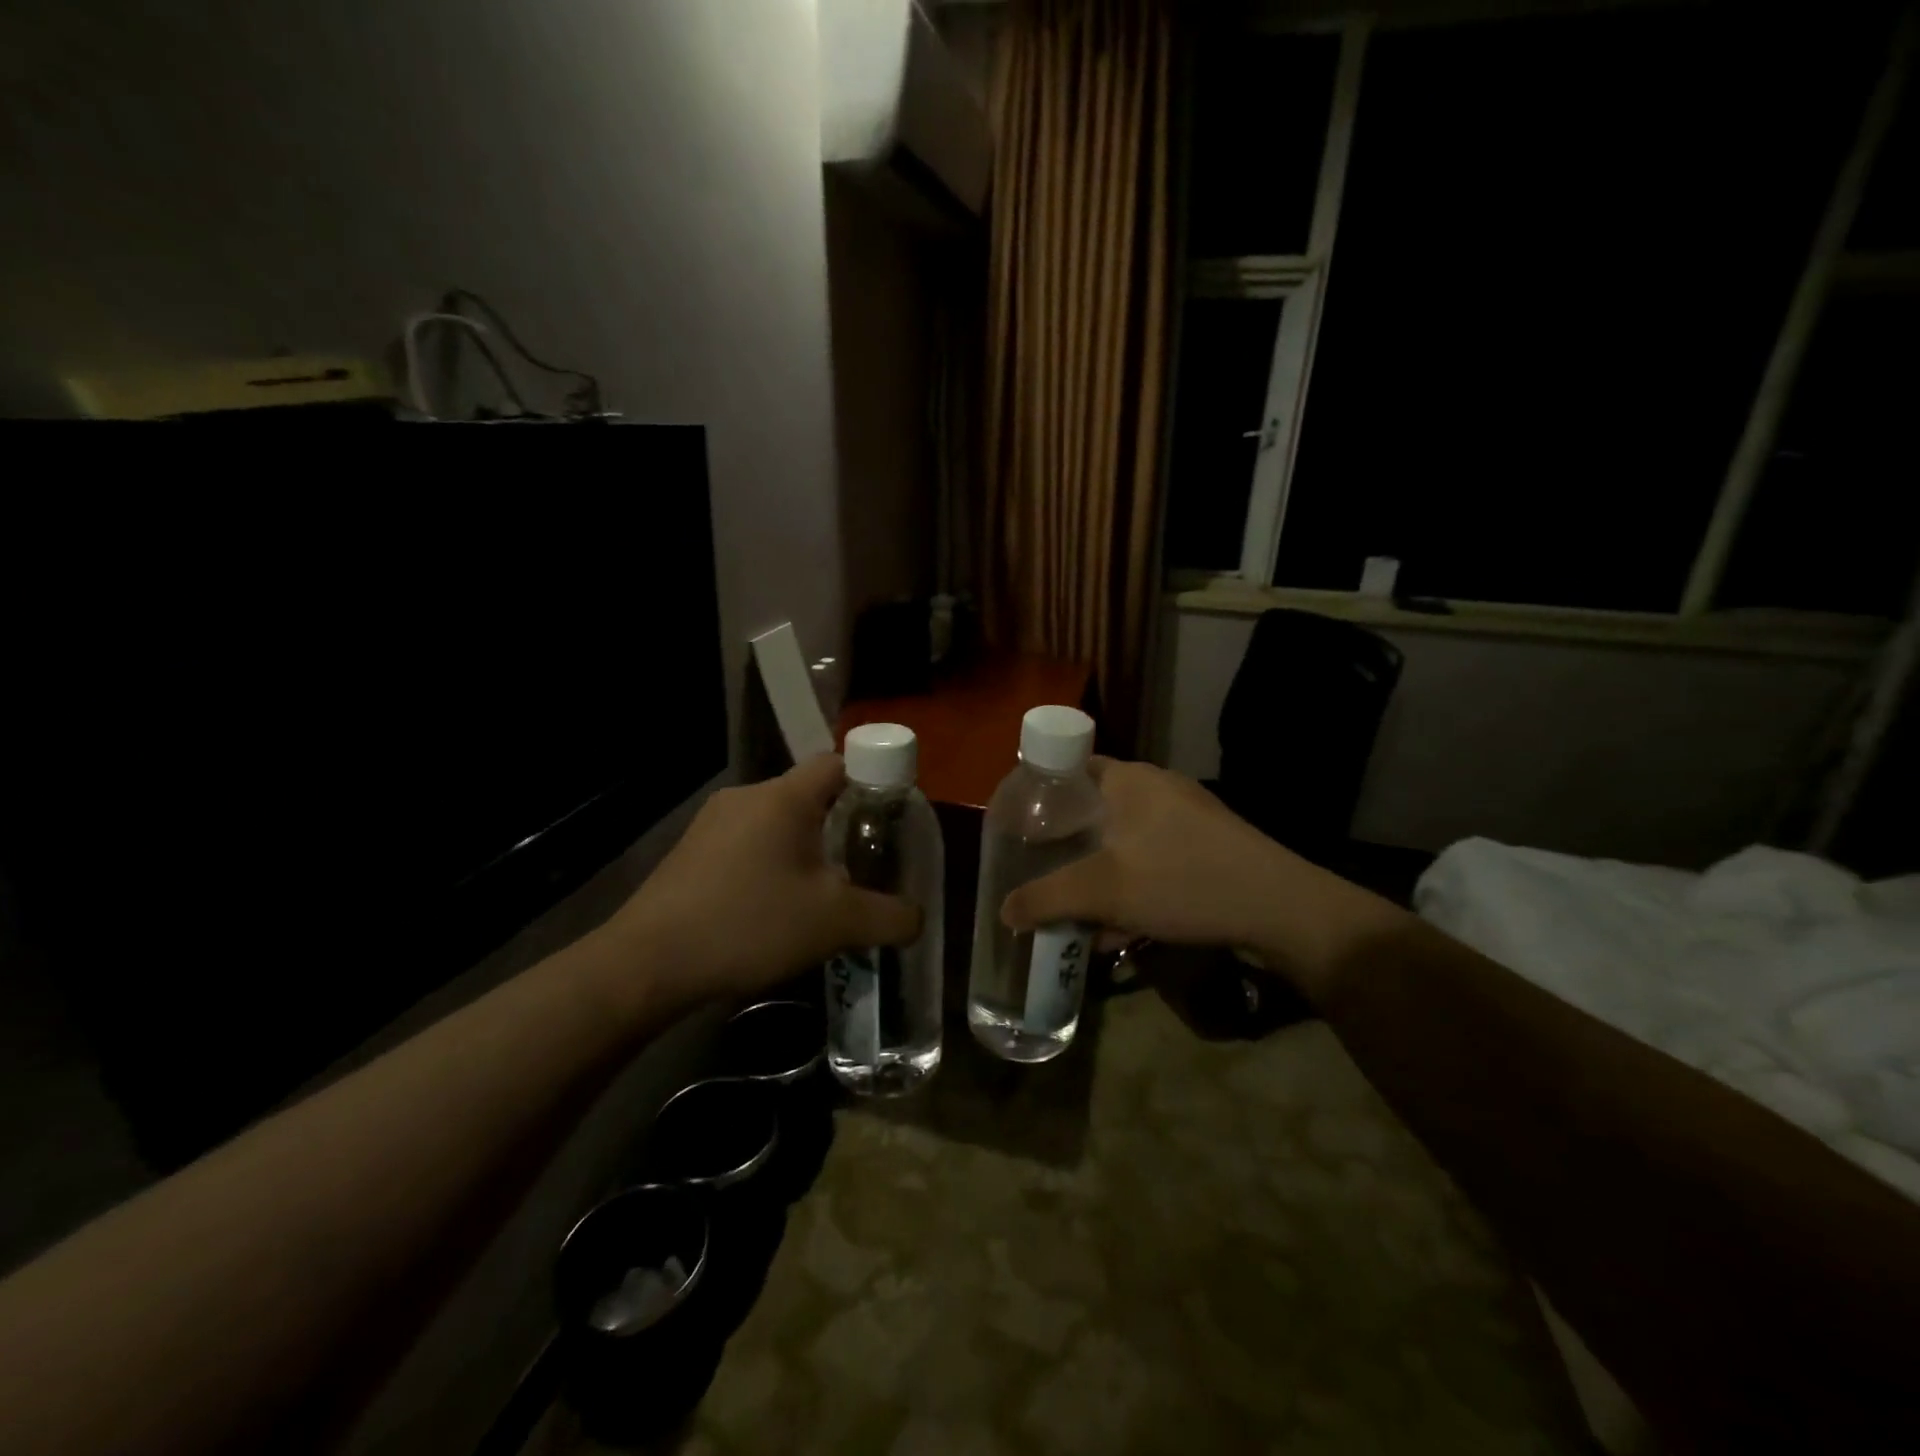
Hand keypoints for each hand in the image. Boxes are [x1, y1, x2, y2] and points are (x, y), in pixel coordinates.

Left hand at [602, 755, 921, 1008]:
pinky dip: (767, 865)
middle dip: (837, 825)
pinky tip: (768, 910)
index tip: (886, 819)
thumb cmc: (751, 924)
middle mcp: (746, 796)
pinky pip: (745, 844)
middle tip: (858, 864)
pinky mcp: (689, 853)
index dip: (869, 781)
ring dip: (801, 849)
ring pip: (775, 822)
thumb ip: (889, 917)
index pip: (838, 762)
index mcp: (784, 797)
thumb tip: (917, 918)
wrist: (649, 963)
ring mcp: (711, 823)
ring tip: (816, 894)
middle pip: (807, 794)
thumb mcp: (836, 923)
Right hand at [1000, 758, 1400, 997]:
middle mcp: (1158, 787)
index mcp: (1129, 779)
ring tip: (1080, 914)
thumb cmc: (1182, 881)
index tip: (1022, 829)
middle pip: (1096, 809)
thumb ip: (1046, 899)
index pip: (1070, 767)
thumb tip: (1003, 912)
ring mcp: (1189, 817)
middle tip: (1044, 874)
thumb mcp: (1102, 892)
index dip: (1041, 793)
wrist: (1281, 909)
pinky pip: (1156, 860)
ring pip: (1127, 841)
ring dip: (1101, 875)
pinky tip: (1125, 929)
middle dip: (1069, 846)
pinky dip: (1134, 885)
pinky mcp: (1210, 846)